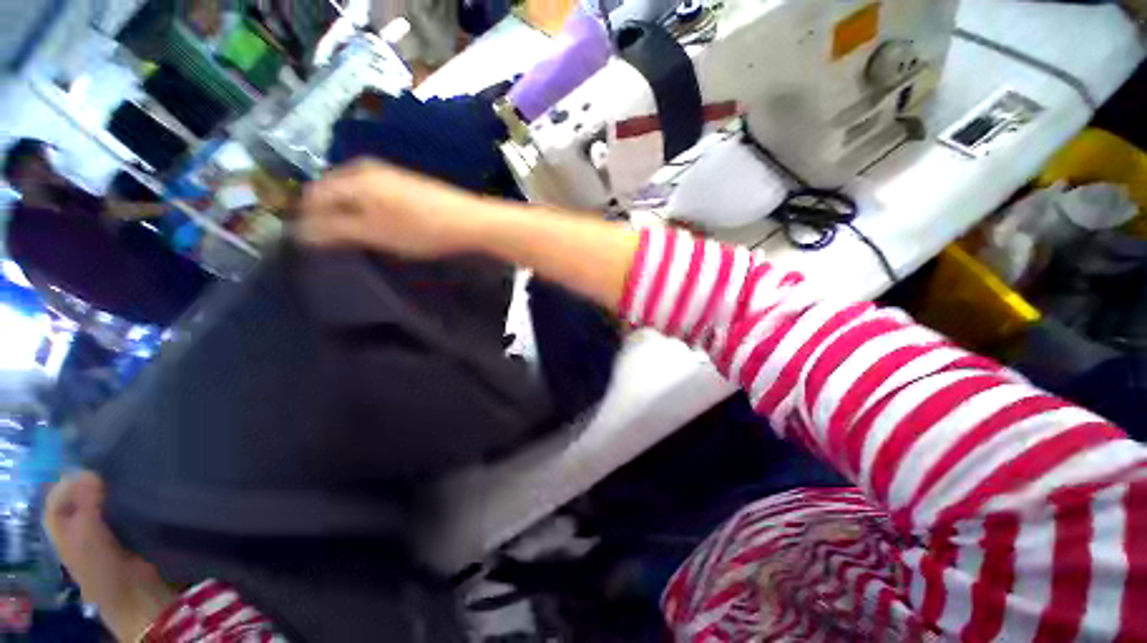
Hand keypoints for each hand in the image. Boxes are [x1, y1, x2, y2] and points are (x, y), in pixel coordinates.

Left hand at [44, 472, 177, 641]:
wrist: (137, 595)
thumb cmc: (104, 569)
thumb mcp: (88, 537)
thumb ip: (85, 505)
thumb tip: (89, 472)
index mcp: (62, 531)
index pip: (56, 500)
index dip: (68, 484)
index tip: (91, 472)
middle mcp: (78, 530)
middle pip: (79, 500)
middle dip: (92, 485)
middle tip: (112, 471)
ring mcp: (104, 533)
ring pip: (102, 504)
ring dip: (111, 492)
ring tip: (128, 479)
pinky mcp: (127, 533)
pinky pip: (121, 511)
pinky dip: (127, 501)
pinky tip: (139, 496)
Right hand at [298, 160, 487, 258]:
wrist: (469, 221)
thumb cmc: (420, 228)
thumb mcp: (374, 232)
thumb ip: (334, 229)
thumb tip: (297, 231)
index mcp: (353, 178)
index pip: (313, 195)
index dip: (307, 219)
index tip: (312, 243)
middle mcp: (366, 169)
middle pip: (332, 191)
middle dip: (327, 215)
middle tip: (333, 242)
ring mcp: (388, 174)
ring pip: (353, 193)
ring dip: (348, 214)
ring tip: (355, 237)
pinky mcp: (405, 184)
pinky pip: (372, 195)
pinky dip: (367, 210)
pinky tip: (378, 225)